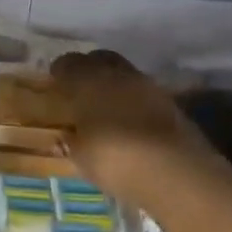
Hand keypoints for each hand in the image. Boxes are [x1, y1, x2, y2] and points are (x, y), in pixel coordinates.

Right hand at [49, 50, 211, 198]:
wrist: (176, 172)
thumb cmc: (114, 158)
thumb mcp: (81, 156)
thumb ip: (72, 140)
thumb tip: (68, 134)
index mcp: (88, 81)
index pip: (69, 64)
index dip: (60, 71)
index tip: (55, 82)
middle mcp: (118, 75)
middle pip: (100, 59)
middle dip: (89, 68)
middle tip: (80, 87)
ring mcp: (149, 87)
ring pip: (125, 74)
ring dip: (114, 84)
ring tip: (105, 106)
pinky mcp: (172, 104)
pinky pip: (144, 94)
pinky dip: (133, 102)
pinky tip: (129, 120)